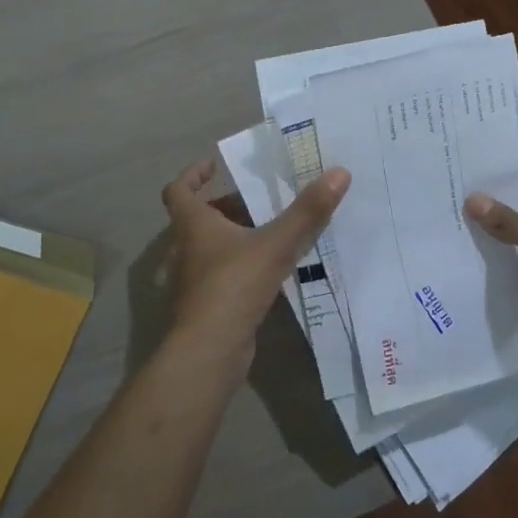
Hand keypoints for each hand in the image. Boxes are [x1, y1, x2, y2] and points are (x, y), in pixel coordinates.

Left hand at [161, 157, 350, 366]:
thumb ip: (307, 212)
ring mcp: (194, 279)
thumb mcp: (275, 245)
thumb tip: (339, 172)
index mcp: (193, 226)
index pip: (178, 190)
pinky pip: (222, 274)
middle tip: (258, 200)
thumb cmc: (233, 287)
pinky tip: (269, 270)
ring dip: (234, 236)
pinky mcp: (206, 304)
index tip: (214, 166)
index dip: (193, 174)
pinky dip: (240, 265)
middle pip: (199, 218)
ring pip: (211, 247)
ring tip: (270, 231)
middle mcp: (187, 249)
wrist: (210, 351)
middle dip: (226, 206)